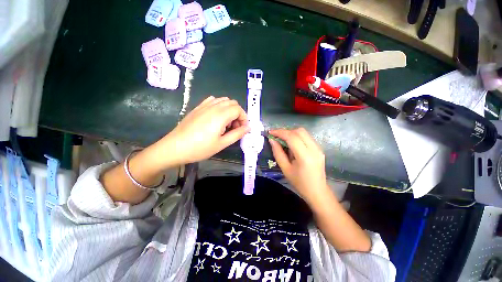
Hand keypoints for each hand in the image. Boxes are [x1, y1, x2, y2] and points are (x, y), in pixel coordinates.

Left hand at [153, 96, 249, 166]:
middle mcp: (213, 107)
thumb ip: (237, 134)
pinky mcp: (198, 108)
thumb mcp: (222, 144)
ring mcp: (204, 106)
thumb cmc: (200, 148)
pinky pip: (212, 100)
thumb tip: (248, 128)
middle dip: (238, 114)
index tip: (242, 129)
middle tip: (235, 127)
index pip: (238, 109)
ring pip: (223, 100)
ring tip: (226, 124)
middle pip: (232, 103)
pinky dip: (219, 106)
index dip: (244, 118)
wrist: (175, 147)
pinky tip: (216, 117)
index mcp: (221, 115)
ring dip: (229, 110)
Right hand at [268, 128, 329, 204]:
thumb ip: (278, 153)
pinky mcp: (319, 149)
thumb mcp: (285, 169)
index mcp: (305, 156)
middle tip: (277, 137)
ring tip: (283, 141)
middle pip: (299, 131)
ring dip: (292, 134)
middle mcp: (314, 149)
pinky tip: (292, 145)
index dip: (280, 132)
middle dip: (286, 131)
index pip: (292, 137)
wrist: (317, 191)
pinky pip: (307, 137)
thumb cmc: (299, 183)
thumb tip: (272, 140)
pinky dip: (297, 137)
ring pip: (304, 133)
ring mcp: (319, 148)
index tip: (270, 132)